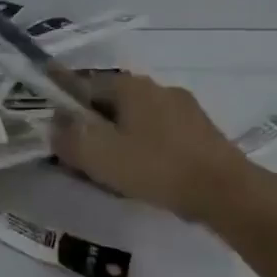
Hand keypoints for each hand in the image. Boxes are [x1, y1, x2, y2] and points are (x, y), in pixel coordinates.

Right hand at [51, 71, 262, 224]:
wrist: (225, 192)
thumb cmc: (153, 166)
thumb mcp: (95, 154)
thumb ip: (66, 137)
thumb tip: (56, 125)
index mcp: (129, 86)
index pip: (82, 85)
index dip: (62, 104)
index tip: (51, 124)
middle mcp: (156, 88)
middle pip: (109, 103)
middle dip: (89, 125)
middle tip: (76, 155)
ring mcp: (183, 109)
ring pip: (134, 120)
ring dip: (116, 138)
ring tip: (107, 170)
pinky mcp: (200, 133)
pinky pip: (157, 135)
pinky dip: (141, 148)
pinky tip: (140, 174)